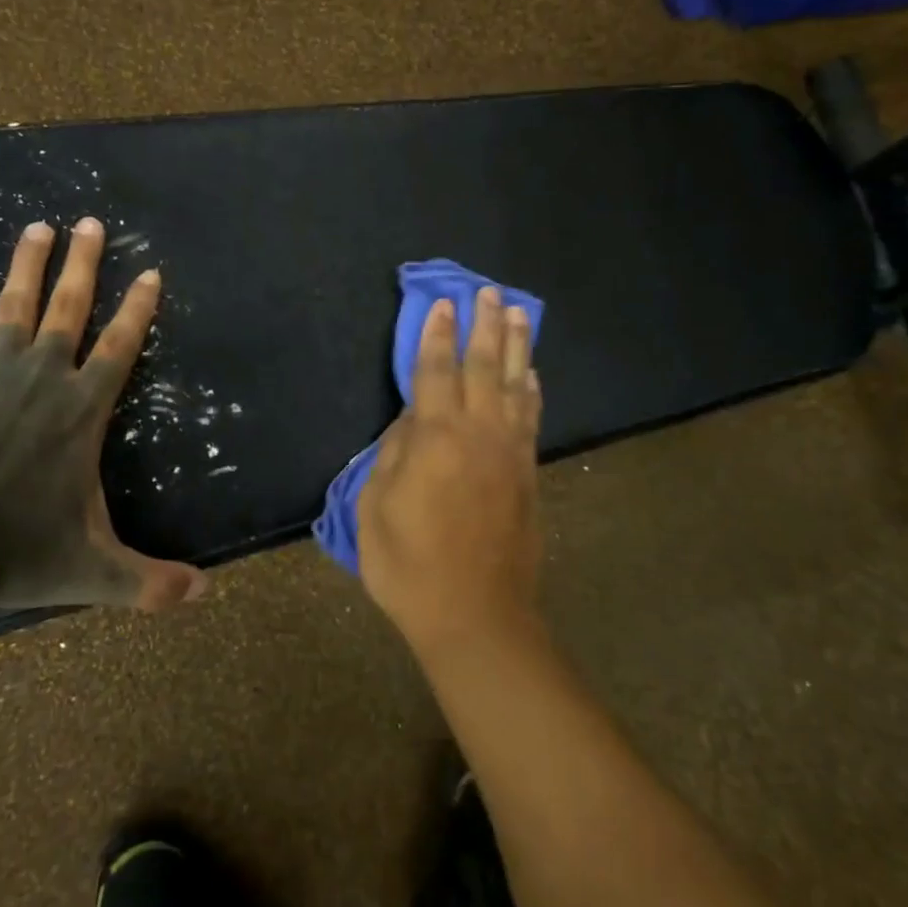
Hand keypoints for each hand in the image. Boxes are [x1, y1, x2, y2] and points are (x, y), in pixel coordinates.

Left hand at [0, 217, 208, 611]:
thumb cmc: (21, 554)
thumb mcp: (98, 572)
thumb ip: (153, 582)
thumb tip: (206, 595)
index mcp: (84, 410)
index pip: (121, 345)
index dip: (139, 307)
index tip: (150, 271)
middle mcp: (44, 379)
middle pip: (68, 309)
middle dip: (84, 264)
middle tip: (90, 222)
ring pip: (13, 307)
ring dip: (25, 264)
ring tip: (37, 225)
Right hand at [357, 287, 543, 657]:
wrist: (475, 614)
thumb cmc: (410, 565)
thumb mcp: (376, 508)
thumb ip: (392, 455)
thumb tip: (411, 421)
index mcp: (435, 438)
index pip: (436, 372)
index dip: (437, 336)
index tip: (444, 305)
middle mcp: (478, 433)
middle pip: (483, 366)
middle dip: (484, 326)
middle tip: (488, 292)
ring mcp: (510, 452)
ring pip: (515, 385)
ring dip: (516, 346)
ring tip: (517, 314)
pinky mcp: (528, 474)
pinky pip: (531, 418)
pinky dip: (531, 390)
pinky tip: (531, 373)